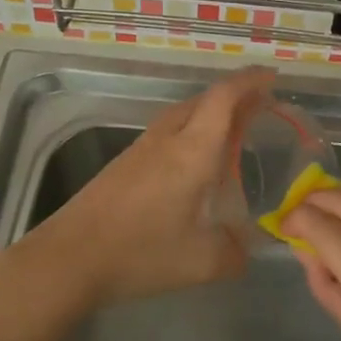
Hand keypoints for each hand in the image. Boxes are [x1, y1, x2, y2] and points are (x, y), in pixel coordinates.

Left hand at [34, 67, 275, 307]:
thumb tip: (246, 247)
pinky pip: (166, 133)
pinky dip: (190, 132)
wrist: (69, 257)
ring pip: (182, 115)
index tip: (272, 77)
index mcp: (192, 151)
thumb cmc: (140, 253)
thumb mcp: (202, 262)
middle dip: (235, 96)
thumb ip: (234, 252)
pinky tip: (193, 162)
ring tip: (233, 131)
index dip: (250, 81)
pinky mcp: (123, 164)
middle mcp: (166, 139)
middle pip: (204, 101)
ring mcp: (141, 149)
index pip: (224, 98)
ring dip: (210, 114)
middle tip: (261, 107)